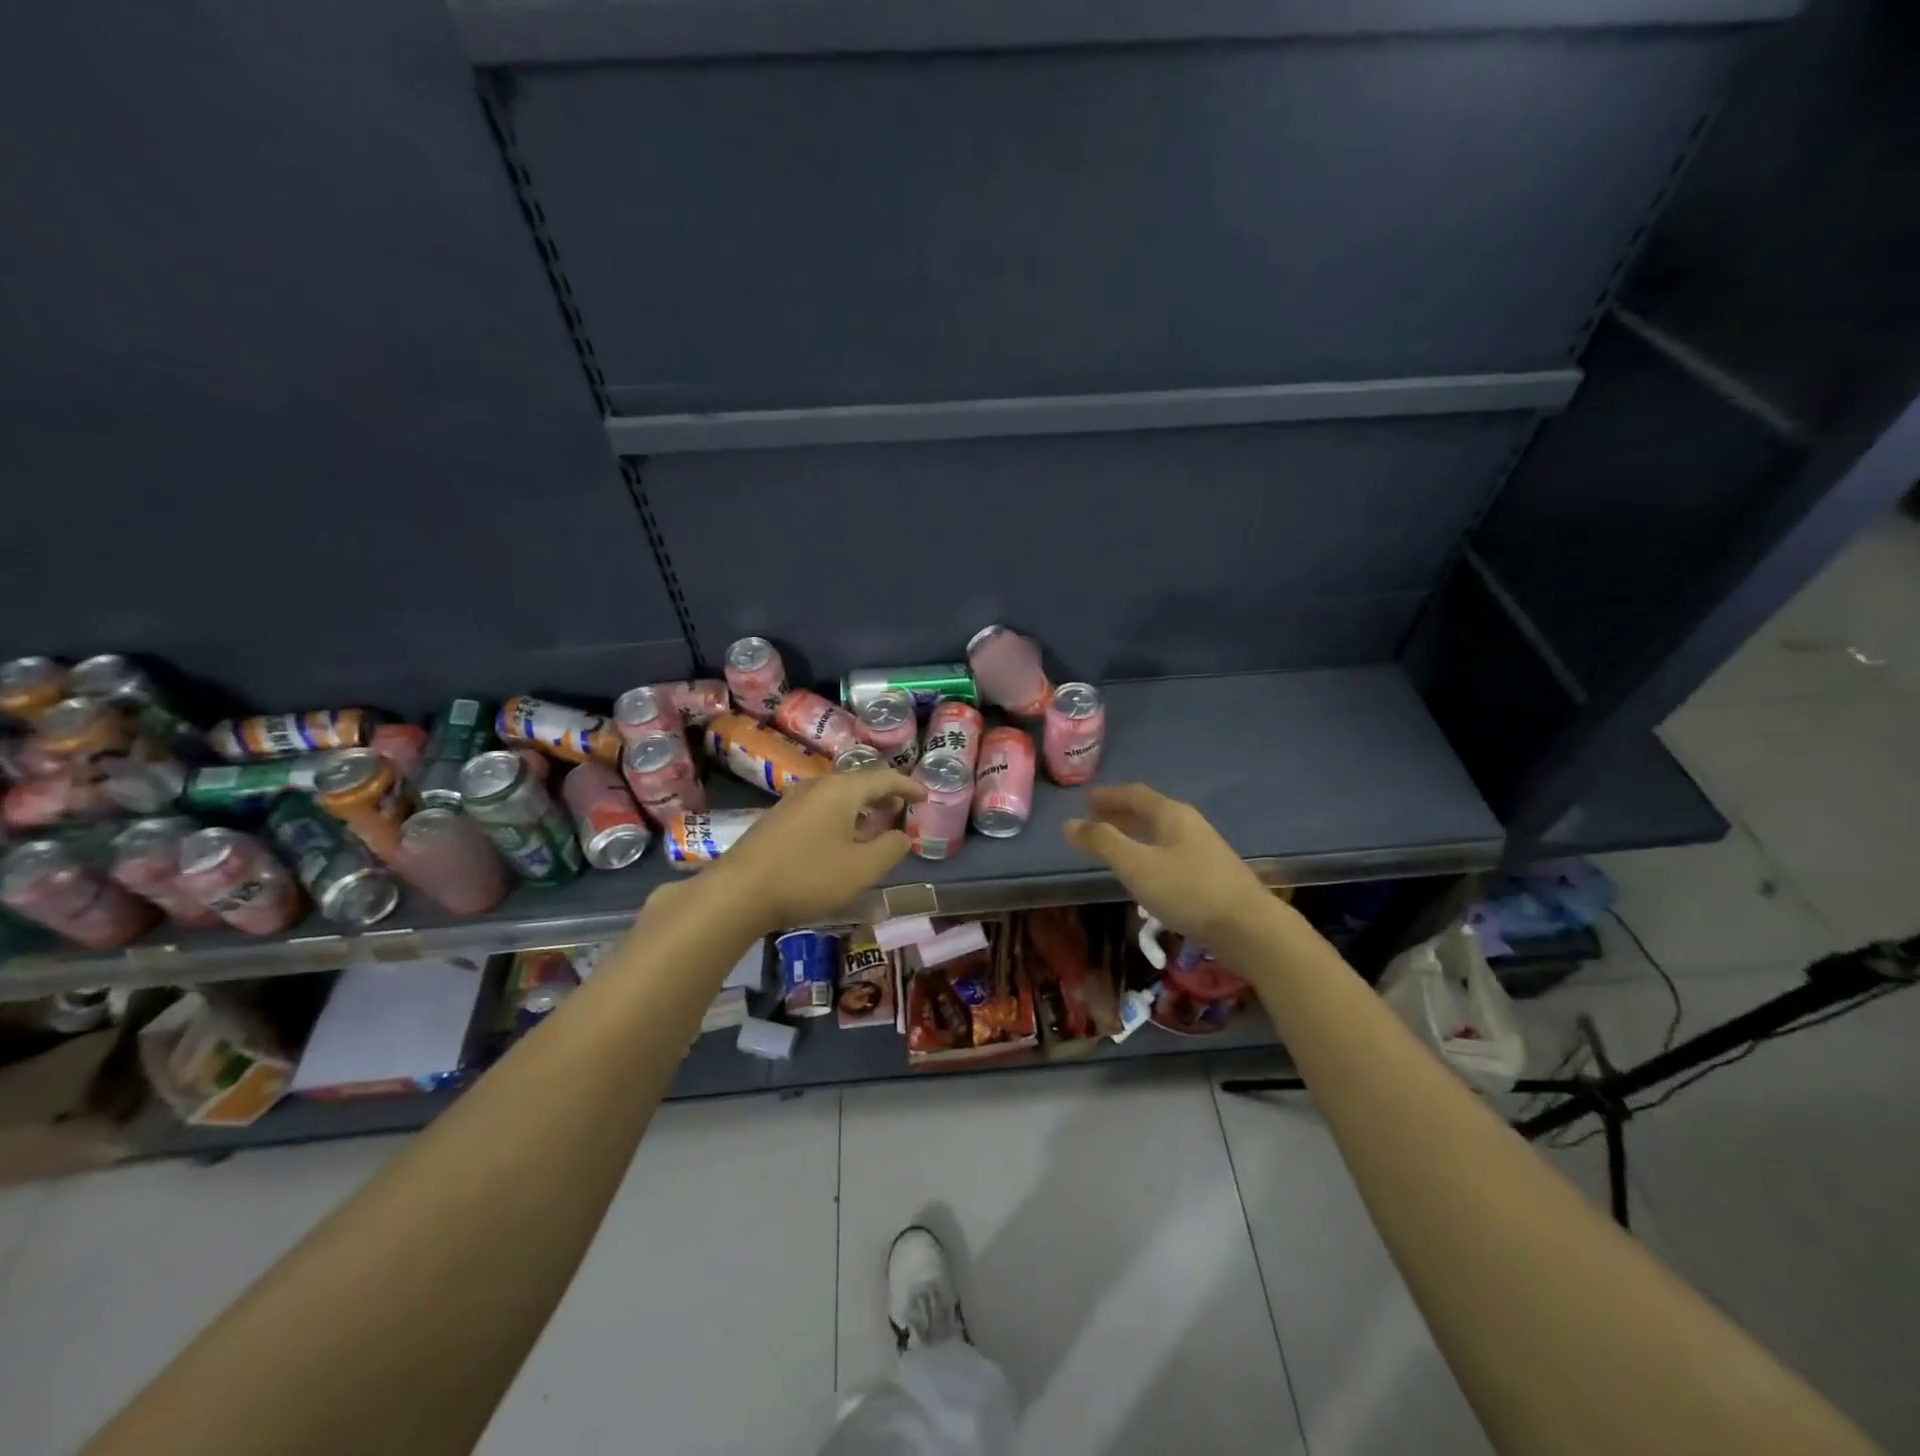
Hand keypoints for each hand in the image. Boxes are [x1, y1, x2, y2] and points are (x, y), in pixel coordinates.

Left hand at [709, 768, 924, 930]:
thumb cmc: (808, 877)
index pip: (884, 778)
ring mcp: (792, 802)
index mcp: (842, 791)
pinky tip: (838, 842)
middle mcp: (817, 787)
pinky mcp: (776, 820)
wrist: (738, 892)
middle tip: (900, 811)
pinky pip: (819, 809)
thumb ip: (890, 849)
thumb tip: (901, 836)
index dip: (908, 787)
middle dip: (883, 796)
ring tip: (873, 827)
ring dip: (860, 809)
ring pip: (836, 797)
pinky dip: (839, 818)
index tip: (925, 796)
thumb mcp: (862, 869)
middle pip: (858, 783)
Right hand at [1063, 784, 1275, 951]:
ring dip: (1134, 833)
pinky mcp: (1211, 873)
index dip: (1108, 796)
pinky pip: (1170, 851)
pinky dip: (1149, 851)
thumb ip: (1102, 842)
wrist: (1248, 927)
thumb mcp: (1136, 865)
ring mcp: (1204, 848)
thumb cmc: (1187, 890)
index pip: (1134, 794)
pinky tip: (1145, 872)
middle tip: (1093, 820)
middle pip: (1149, 811)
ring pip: (1160, 832)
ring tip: (1113, 845)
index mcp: (1171, 814)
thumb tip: (1069, 823)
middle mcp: (1189, 824)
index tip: (1085, 800)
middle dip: (1119, 813)